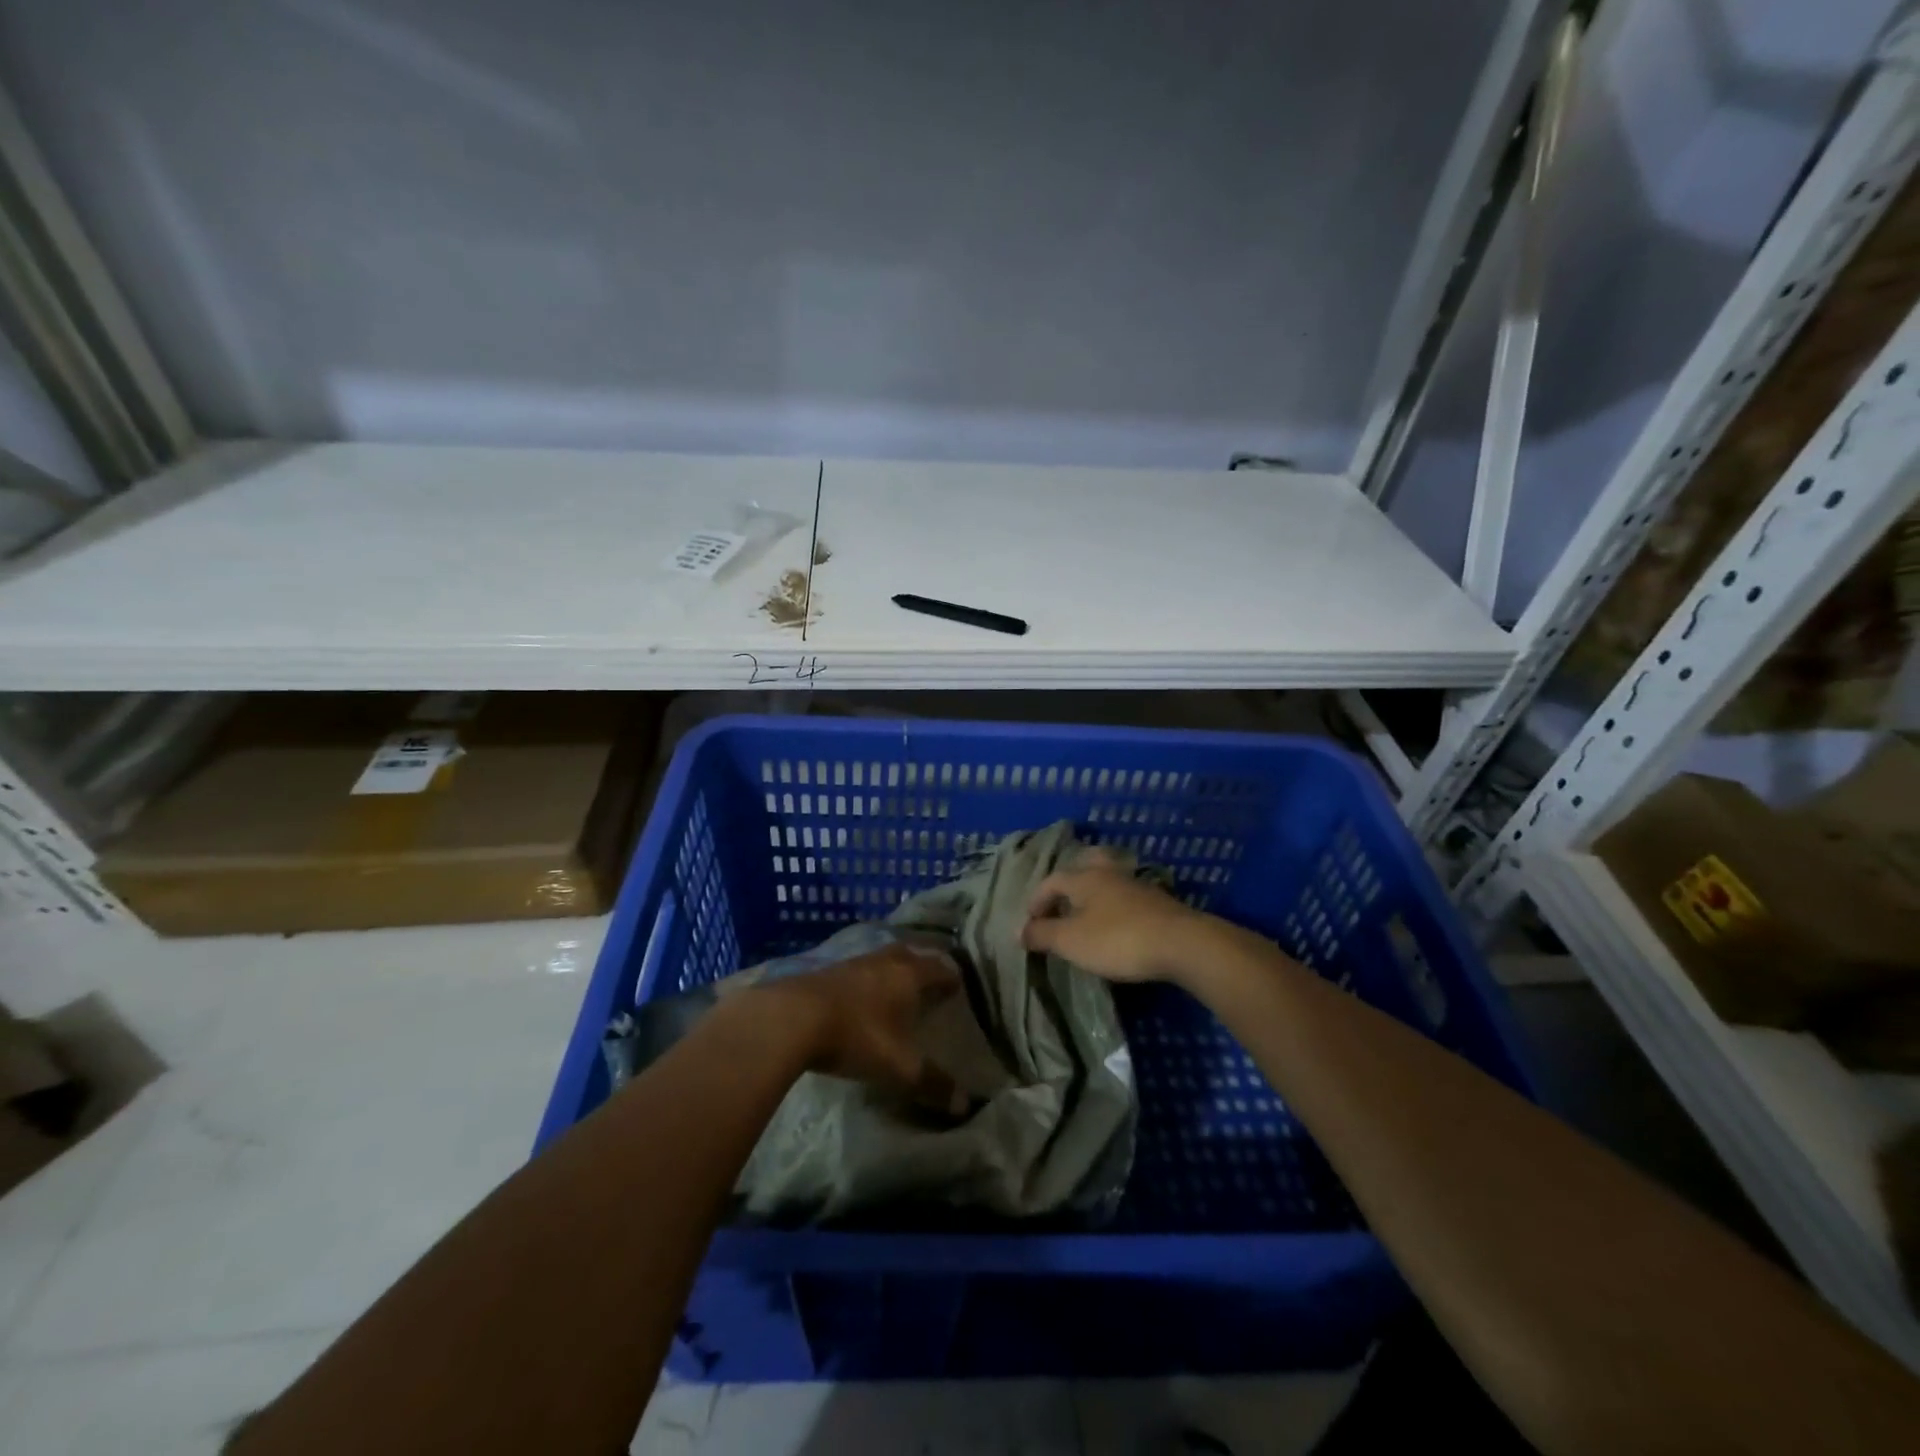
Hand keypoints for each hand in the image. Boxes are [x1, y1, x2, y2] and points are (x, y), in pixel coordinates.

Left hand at [757, 944, 968, 1114]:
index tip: (959, 987)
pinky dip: (866, 979)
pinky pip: (857, 969)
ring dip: (892, 970)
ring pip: (882, 959)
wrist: (792, 1017)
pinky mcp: (826, 971)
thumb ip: (931, 1083)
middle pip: (911, 954)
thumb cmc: (857, 1036)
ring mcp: (852, 962)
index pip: (939, 968)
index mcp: (909, 975)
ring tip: (895, 988)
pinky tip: (859, 996)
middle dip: (922, 966)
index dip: (951, 977)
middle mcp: (884, 961)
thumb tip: (964, 1103)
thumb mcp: (898, 1067)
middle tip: (929, 982)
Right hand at [1021, 848, 1215, 983]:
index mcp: (1084, 878)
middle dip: (1068, 884)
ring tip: (1086, 917)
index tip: (1030, 925)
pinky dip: (1114, 908)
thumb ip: (1042, 934)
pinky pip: (1127, 898)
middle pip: (1084, 867)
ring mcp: (1137, 886)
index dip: (1036, 901)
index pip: (1051, 881)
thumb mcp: (1071, 941)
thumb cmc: (1118, 939)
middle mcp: (1109, 874)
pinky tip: (1117, 926)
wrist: (1182, 944)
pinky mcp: (1158, 903)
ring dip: (1093, 896)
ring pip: (1108, 882)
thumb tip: (1019, 931)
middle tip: (1060, 904)